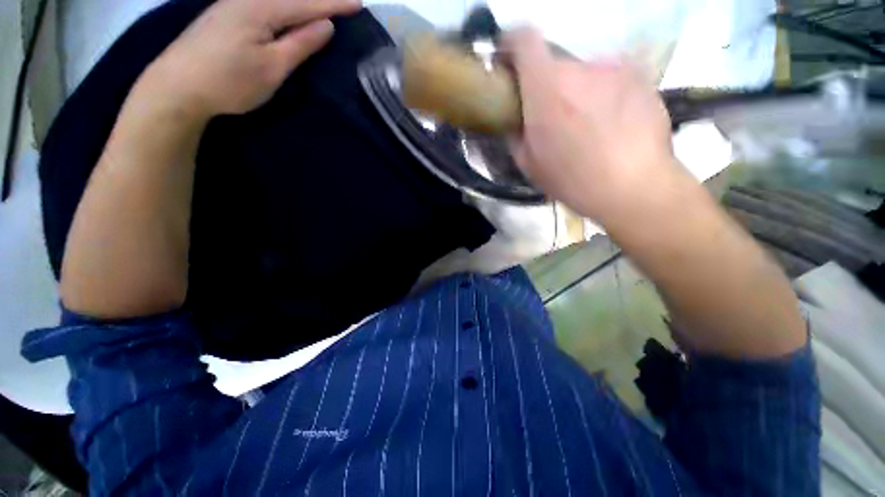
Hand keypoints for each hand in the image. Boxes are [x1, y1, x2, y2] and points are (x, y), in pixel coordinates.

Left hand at [138, 0, 361, 120]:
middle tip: (344, 3)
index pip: (308, 3)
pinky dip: (283, 6)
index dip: (335, 4)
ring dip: (301, 2)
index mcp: (262, 8)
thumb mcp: (273, 67)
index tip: (359, 4)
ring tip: (320, 7)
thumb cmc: (230, 81)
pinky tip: (289, 11)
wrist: (177, 86)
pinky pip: (264, 4)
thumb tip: (326, 25)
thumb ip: (301, 43)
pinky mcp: (226, 15)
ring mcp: (233, 4)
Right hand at [505, 28, 678, 223]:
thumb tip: (515, 118)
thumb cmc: (572, 180)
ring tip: (585, 126)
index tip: (508, 63)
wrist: (633, 187)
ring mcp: (614, 69)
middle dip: (546, 87)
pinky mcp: (640, 77)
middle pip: (554, 65)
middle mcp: (579, 68)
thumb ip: (515, 133)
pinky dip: (602, 95)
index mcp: (546, 88)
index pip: (525, 39)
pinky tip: (611, 124)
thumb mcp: (529, 164)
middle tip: (551, 118)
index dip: (512, 44)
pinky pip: (609, 80)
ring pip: (583, 74)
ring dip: (576, 93)